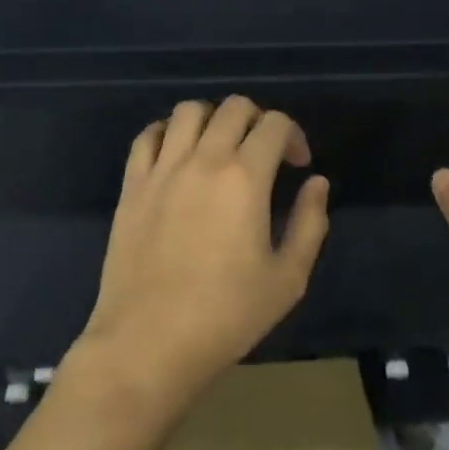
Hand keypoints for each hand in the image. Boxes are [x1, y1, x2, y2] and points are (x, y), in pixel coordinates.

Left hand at [73, 97, 330, 414]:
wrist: (149, 342)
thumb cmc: (226, 316)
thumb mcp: (288, 279)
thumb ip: (309, 223)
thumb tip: (317, 182)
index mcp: (245, 177)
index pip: (274, 124)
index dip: (293, 135)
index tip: (297, 165)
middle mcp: (202, 159)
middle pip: (233, 107)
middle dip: (258, 120)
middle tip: (263, 153)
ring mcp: (161, 169)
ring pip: (188, 111)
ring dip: (213, 119)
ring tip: (220, 148)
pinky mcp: (131, 185)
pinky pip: (147, 136)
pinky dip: (167, 133)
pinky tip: (178, 156)